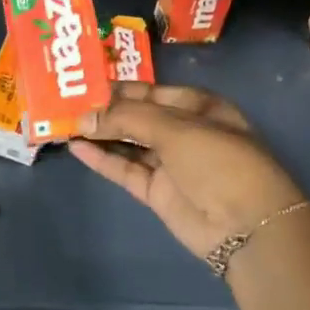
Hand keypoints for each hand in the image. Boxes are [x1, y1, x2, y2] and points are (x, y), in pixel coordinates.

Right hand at [68, 83, 303, 260]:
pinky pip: (126, 169)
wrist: (246, 225)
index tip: (83, 84)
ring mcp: (170, 163)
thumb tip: (85, 118)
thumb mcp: (175, 128)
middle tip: (65, 103)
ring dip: (100, 134)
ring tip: (63, 124)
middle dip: (105, 111)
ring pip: (128, 143)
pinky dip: (102, 159)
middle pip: (137, 116)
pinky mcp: (158, 192)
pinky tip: (76, 148)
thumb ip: (127, 118)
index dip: (119, 88)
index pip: (150, 90)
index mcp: (197, 106)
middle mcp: (183, 131)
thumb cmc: (218, 159)